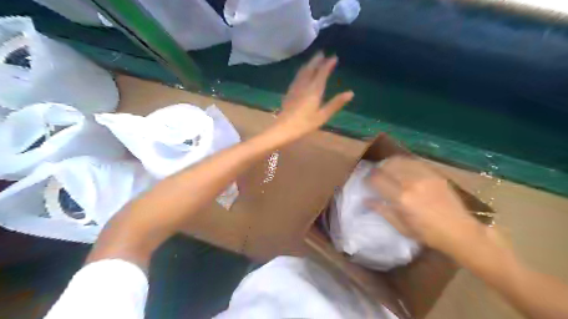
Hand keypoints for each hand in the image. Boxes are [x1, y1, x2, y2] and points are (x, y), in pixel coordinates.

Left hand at [271, 54, 353, 141]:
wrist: (283, 128)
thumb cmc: (304, 124)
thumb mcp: (322, 116)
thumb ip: (335, 103)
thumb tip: (350, 93)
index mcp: (314, 90)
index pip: (322, 72)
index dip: (328, 64)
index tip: (334, 57)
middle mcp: (304, 85)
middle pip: (310, 68)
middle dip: (317, 60)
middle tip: (323, 53)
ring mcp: (295, 88)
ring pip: (302, 71)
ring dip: (309, 64)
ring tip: (314, 60)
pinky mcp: (289, 92)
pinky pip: (297, 76)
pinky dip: (302, 70)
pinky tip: (302, 73)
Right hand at [366, 156, 480, 253]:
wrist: (460, 231)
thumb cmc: (427, 234)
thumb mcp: (401, 227)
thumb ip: (382, 210)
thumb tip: (366, 200)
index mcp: (402, 198)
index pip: (377, 180)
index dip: (368, 179)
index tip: (366, 182)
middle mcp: (411, 183)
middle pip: (387, 166)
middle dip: (377, 169)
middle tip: (375, 175)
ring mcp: (425, 176)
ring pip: (400, 161)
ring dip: (390, 164)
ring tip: (387, 170)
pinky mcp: (435, 174)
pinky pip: (414, 163)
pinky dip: (404, 164)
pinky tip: (403, 169)